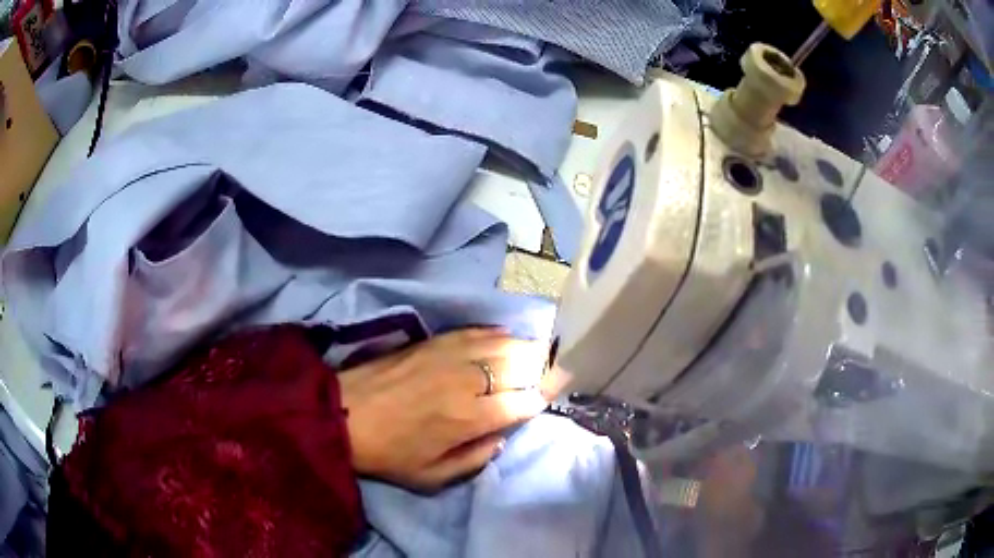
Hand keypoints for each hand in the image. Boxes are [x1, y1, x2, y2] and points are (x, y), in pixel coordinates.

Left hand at [339, 328, 558, 492]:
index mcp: (468, 418)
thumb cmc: (388, 452)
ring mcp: (450, 354)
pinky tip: (506, 339)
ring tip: (536, 356)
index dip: (540, 400)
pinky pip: (477, 330)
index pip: (524, 402)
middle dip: (544, 368)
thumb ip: (475, 459)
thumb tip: (501, 436)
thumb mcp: (432, 476)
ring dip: (526, 349)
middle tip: (551, 373)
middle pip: (522, 364)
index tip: (544, 401)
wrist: (342, 412)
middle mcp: (467, 380)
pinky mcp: (434, 340)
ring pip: (505, 343)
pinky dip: (498, 335)